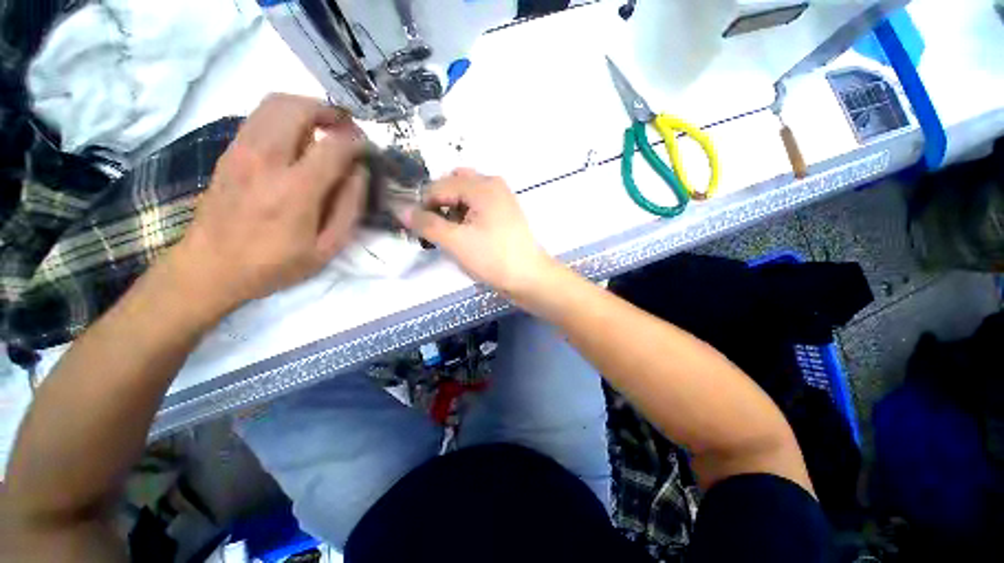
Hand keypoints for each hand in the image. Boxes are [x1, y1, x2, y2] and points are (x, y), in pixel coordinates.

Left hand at [168, 94, 366, 314]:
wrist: (210, 267)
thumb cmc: (276, 264)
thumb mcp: (327, 248)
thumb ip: (349, 208)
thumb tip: (359, 173)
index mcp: (296, 190)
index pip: (334, 147)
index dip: (357, 142)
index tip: (368, 149)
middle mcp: (265, 160)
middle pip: (298, 108)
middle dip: (329, 112)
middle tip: (346, 128)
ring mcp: (241, 151)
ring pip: (274, 104)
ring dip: (306, 109)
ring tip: (324, 128)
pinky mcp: (229, 152)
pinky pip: (259, 117)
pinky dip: (284, 117)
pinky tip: (296, 138)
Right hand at [400, 169, 555, 296]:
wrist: (529, 278)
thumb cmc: (493, 258)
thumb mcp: (456, 242)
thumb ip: (427, 224)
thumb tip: (401, 210)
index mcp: (482, 186)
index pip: (439, 185)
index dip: (423, 205)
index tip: (416, 228)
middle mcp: (493, 185)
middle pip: (453, 185)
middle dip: (439, 204)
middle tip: (434, 228)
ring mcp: (501, 199)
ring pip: (465, 196)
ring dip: (451, 210)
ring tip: (448, 235)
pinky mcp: (504, 214)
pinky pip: (477, 206)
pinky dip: (465, 216)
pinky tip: (463, 235)